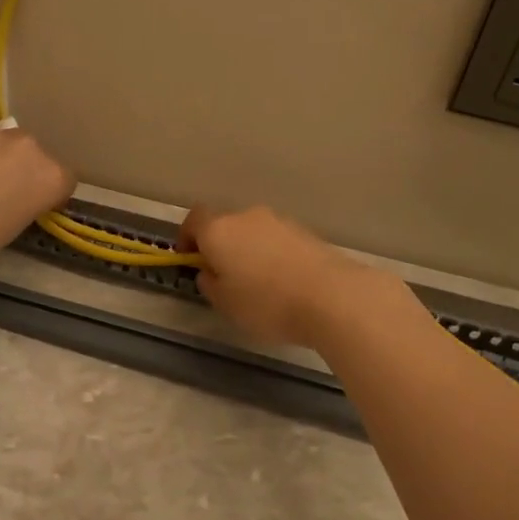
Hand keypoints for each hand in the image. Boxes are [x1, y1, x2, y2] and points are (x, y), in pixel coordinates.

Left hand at [0, 126, 74, 260]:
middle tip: (4, 191)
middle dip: (25, 169)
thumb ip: (30, 202)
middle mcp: (31, 147)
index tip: (36, 205)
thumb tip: (20, 196)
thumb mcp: (20, 225)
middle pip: (36, 155)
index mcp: (52, 175)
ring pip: (5, 144)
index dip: (51, 193)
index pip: (65, 180)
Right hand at [178, 204, 393, 346]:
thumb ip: (209, 283)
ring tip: (257, 284)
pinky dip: (273, 255)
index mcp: (219, 230)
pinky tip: (283, 283)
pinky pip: (277, 241)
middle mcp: (247, 217)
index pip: (193, 220)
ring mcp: (280, 222)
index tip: (189, 258)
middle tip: (224, 276)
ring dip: (249, 250)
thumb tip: (210, 272)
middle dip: (220, 246)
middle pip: (225, 224)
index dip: (187, 237)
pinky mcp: (305, 232)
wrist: (331, 297)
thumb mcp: (224, 303)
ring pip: (253, 232)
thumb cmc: (266, 303)